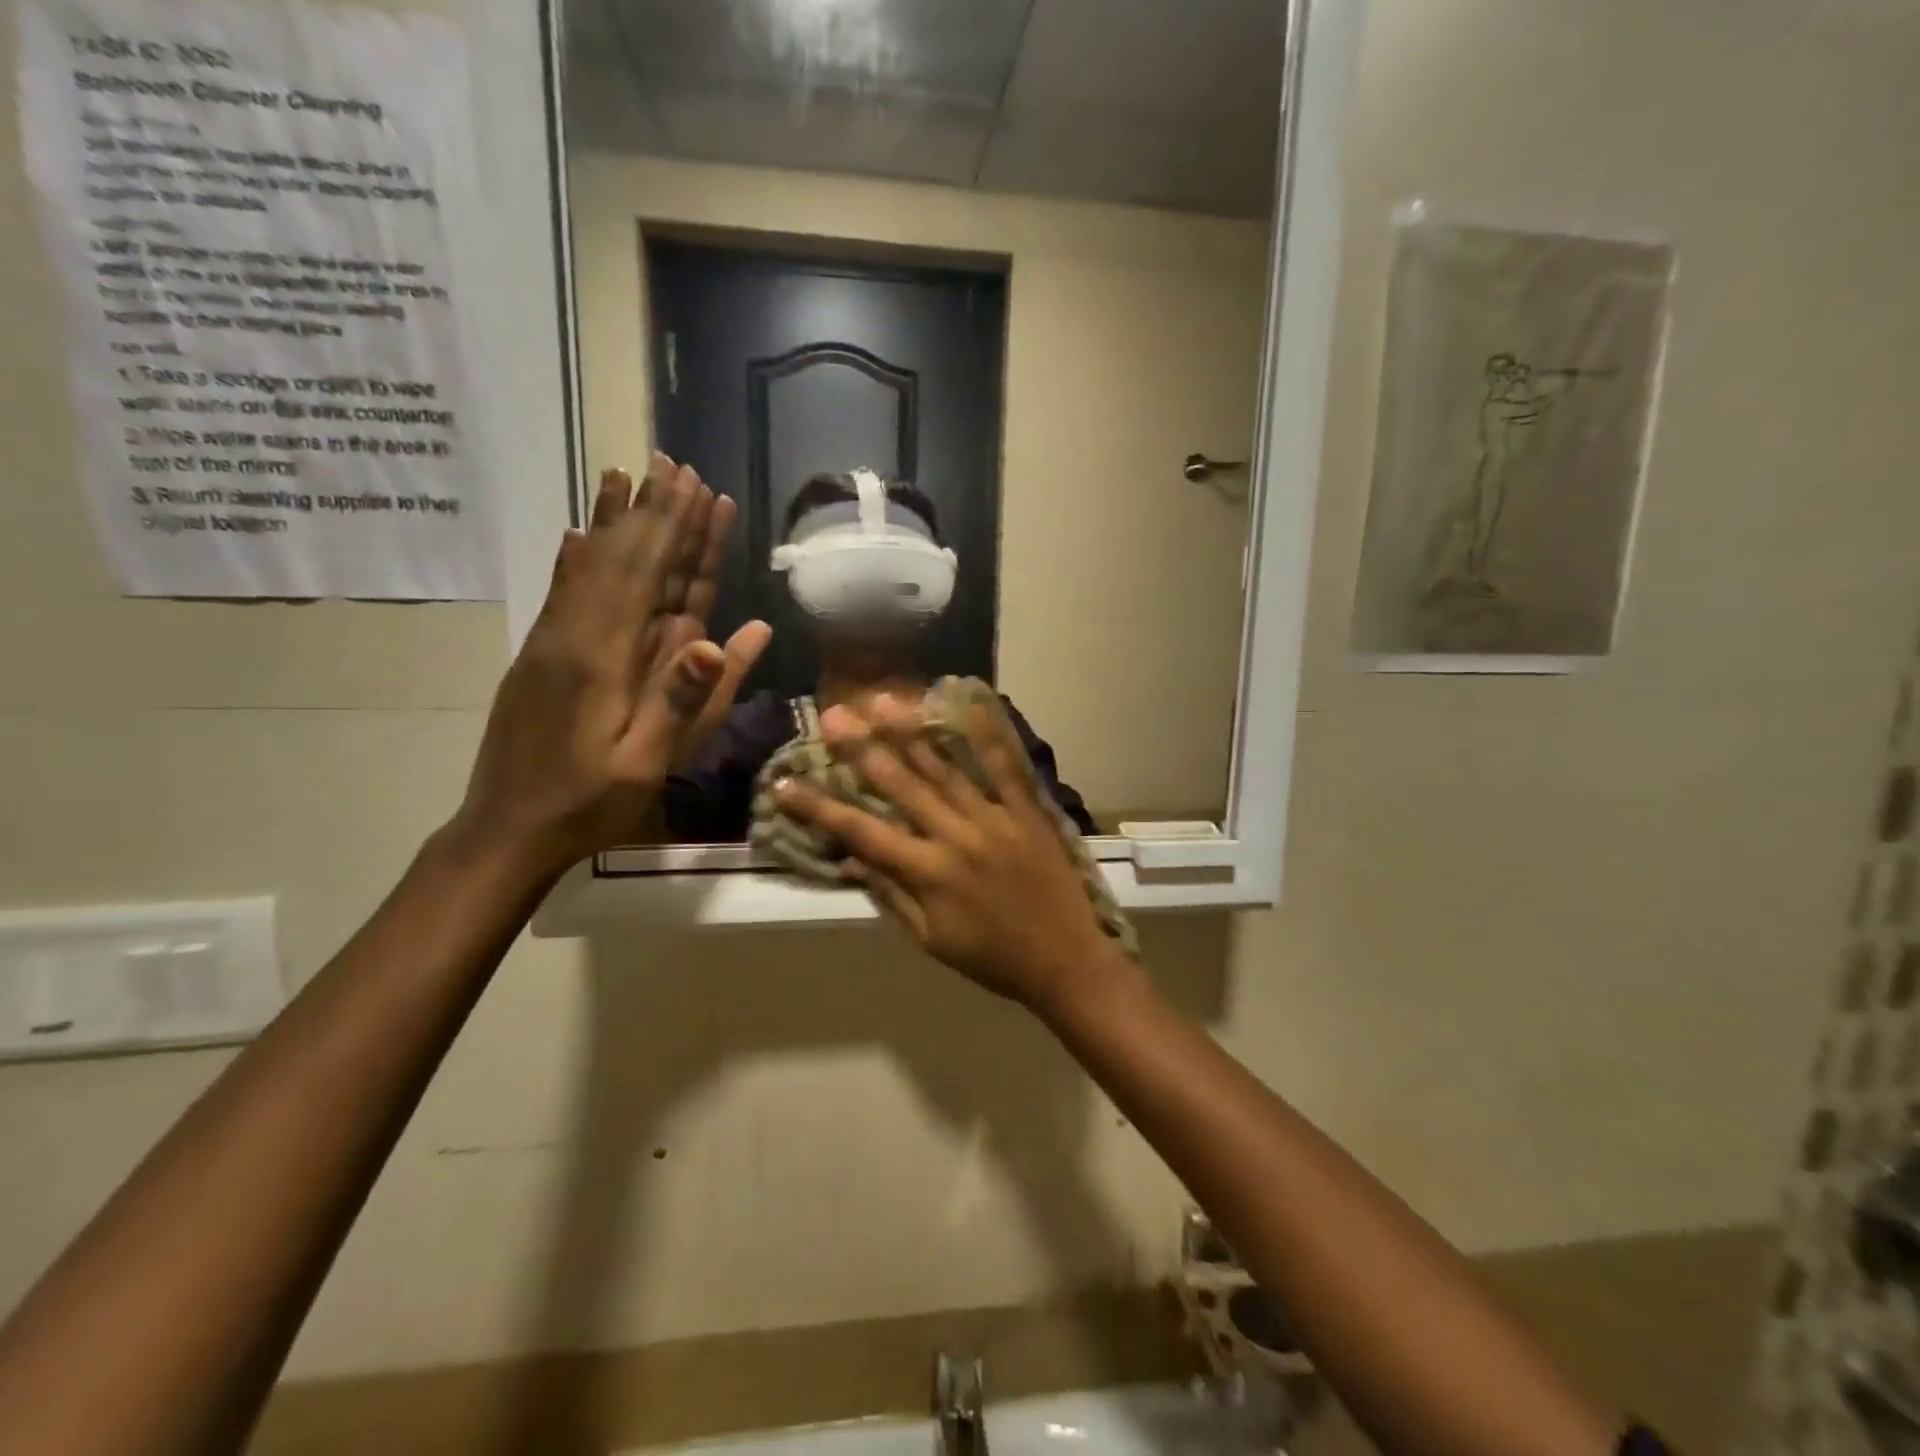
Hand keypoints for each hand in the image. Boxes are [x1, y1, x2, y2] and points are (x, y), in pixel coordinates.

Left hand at [452, 455, 769, 874]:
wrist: (505, 830)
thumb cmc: (588, 802)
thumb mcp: (647, 762)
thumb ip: (686, 698)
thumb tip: (729, 635)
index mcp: (603, 657)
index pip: (645, 574)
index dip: (673, 528)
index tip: (696, 485)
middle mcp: (573, 634)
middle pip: (618, 558)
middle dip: (651, 511)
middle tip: (673, 464)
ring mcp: (552, 641)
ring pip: (587, 566)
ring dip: (612, 520)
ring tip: (626, 475)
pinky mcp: (542, 655)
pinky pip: (563, 591)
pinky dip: (577, 555)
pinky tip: (577, 532)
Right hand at [776, 694, 1128, 1011]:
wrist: (1065, 961)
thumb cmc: (992, 958)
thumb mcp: (931, 940)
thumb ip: (892, 897)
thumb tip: (853, 861)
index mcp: (927, 873)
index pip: (862, 832)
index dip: (820, 807)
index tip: (785, 784)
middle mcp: (956, 837)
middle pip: (901, 786)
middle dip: (862, 749)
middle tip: (832, 715)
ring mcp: (994, 818)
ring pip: (946, 769)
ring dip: (911, 732)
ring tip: (883, 700)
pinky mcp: (1027, 811)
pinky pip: (1006, 767)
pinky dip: (988, 734)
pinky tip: (970, 703)